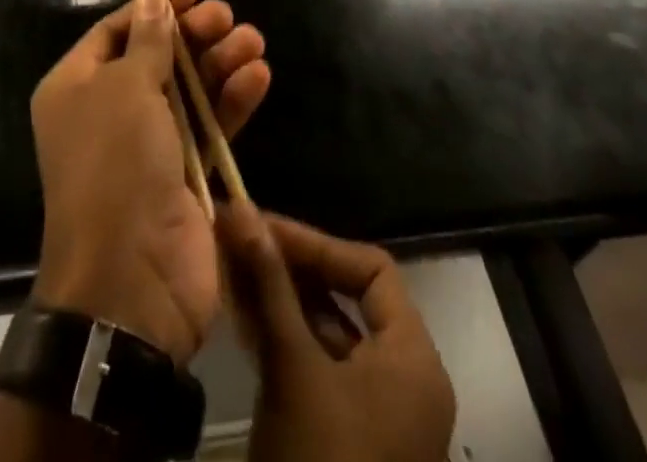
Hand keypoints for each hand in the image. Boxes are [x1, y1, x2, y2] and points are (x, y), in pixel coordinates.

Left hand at [30, 0, 270, 365]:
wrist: (131, 280)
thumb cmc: (116, 165)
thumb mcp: (125, 89)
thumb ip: (148, 41)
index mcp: (76, 88)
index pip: (115, 31)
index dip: (151, 7)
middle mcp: (109, 111)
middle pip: (157, 56)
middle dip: (192, 33)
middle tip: (224, 15)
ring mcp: (148, 145)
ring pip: (189, 88)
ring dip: (220, 62)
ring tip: (252, 41)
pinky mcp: (185, 174)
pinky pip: (210, 125)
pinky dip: (233, 100)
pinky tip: (258, 76)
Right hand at [220, 204, 455, 461]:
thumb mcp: (293, 367)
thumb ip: (270, 284)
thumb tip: (241, 210)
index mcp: (413, 359)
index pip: (371, 269)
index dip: (316, 242)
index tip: (263, 227)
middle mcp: (404, 379)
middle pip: (349, 297)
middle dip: (292, 267)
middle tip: (242, 242)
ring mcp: (377, 412)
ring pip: (328, 331)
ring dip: (281, 299)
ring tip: (234, 269)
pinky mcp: (348, 436)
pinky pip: (319, 366)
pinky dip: (284, 338)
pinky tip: (244, 318)